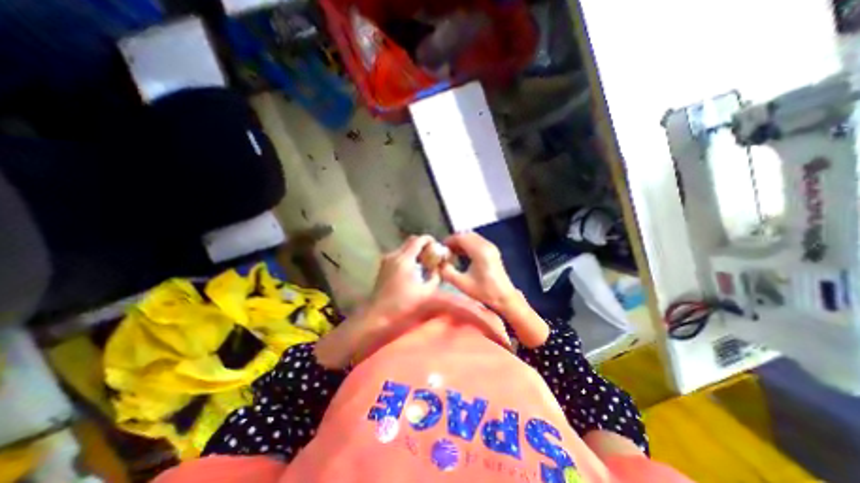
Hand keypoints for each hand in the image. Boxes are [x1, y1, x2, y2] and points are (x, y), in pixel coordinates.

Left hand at [365, 237, 439, 321]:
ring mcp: (386, 260)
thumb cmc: (402, 304)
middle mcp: (394, 255)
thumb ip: (435, 277)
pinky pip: (399, 255)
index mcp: (404, 259)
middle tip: (433, 255)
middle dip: (423, 245)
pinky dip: (408, 257)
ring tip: (425, 264)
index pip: (418, 240)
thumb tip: (438, 268)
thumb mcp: (426, 292)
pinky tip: (414, 270)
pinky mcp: (383, 266)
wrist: (377, 314)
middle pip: (411, 241)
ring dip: (416, 252)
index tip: (438, 246)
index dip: (430, 240)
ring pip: (404, 248)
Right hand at [439, 231, 546, 346]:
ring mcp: (491, 247)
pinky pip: (477, 241)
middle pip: (466, 235)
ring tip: (451, 253)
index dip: (449, 241)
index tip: (440, 248)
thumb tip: (438, 264)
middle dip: (454, 241)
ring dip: (460, 242)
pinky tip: (461, 255)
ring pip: (471, 237)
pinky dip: (467, 245)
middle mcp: (486, 245)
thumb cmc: (484, 291)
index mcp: (480, 251)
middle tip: (445, 251)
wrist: (504, 297)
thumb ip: (447, 272)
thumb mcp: (462, 283)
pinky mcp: (492, 251)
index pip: (461, 237)